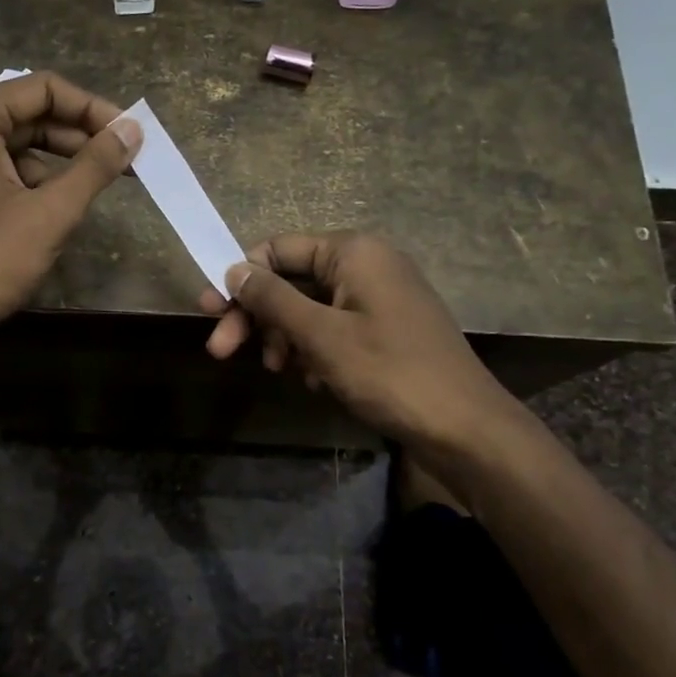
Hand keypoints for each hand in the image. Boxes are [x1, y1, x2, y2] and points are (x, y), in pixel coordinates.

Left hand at [0, 72, 139, 344]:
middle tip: (122, 160)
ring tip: (93, 188)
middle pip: (26, 114)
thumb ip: (94, 166)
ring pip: (11, 145)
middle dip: (77, 136)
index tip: (128, 134)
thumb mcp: (50, 213)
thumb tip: (132, 130)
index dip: (92, 108)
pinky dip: (27, 182)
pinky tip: (52, 210)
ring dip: (55, 162)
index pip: (43, 89)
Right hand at [200, 232, 524, 454]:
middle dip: (257, 316)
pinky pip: (334, 327)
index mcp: (353, 252)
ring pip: (310, 307)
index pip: (278, 248)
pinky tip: (312, 380)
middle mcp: (367, 264)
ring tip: (281, 372)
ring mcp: (380, 297)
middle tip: (221, 352)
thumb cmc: (389, 372)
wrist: (465, 428)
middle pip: (291, 280)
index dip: (240, 279)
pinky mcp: (387, 328)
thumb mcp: (321, 335)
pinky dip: (314, 350)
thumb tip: (233, 269)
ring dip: (285, 337)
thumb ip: (273, 299)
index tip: (209, 314)